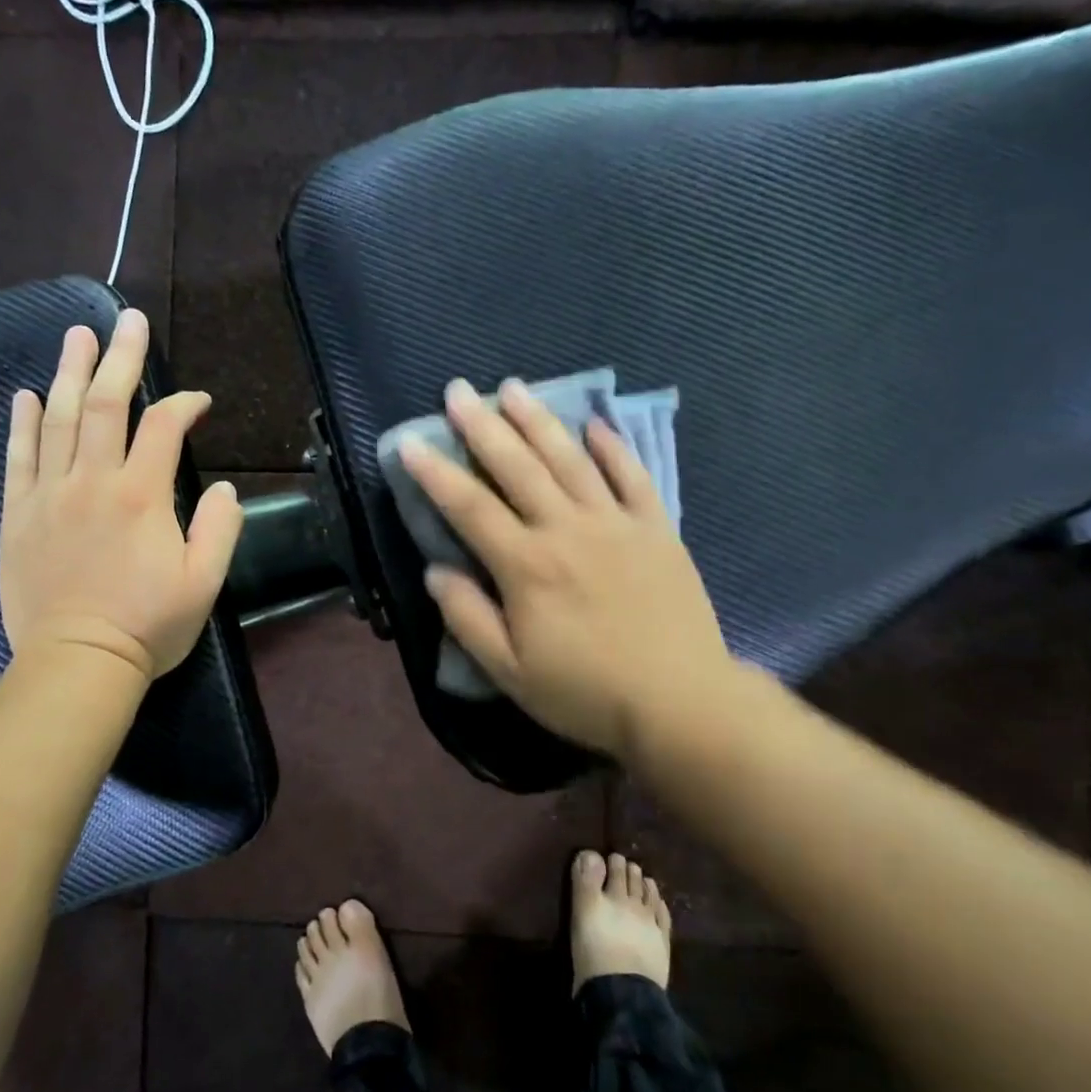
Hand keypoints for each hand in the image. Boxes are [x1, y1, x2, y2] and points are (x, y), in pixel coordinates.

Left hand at [0, 308, 242, 682]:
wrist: (77, 663)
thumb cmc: (148, 626)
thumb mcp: (205, 583)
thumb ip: (219, 528)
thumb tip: (223, 487)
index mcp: (142, 496)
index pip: (164, 428)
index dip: (184, 405)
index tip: (199, 401)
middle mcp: (93, 482)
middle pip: (105, 405)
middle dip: (119, 358)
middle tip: (126, 320)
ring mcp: (49, 495)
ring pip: (59, 420)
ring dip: (70, 373)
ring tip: (77, 336)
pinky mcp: (18, 516)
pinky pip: (18, 458)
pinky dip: (23, 423)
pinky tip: (26, 394)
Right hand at [400, 378, 740, 760]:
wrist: (680, 703)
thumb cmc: (585, 693)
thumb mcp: (509, 672)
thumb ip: (468, 618)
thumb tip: (436, 570)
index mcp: (527, 566)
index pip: (469, 507)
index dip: (435, 473)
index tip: (410, 441)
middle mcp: (567, 530)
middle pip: (518, 467)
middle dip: (483, 426)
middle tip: (458, 390)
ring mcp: (616, 524)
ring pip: (570, 460)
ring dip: (539, 421)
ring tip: (513, 388)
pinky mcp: (657, 530)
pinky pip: (633, 477)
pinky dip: (614, 447)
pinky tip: (595, 424)